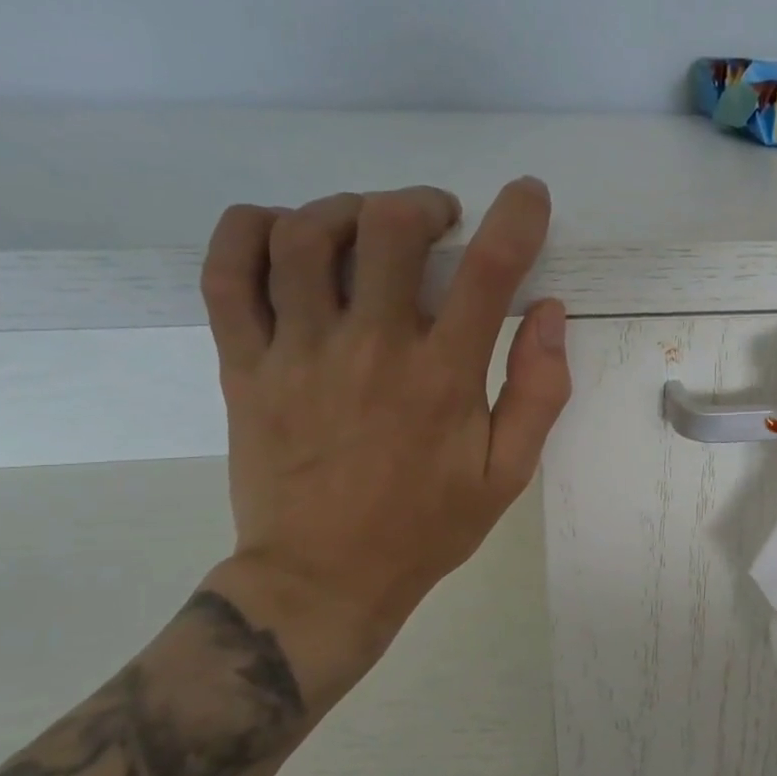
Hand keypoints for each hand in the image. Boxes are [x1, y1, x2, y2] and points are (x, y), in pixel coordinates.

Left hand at [196, 179, 570, 701]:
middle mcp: (369, 349)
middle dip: (423, 203)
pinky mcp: (242, 366)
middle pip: (388, 227)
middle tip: (439, 222)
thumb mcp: (507, 474)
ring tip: (368, 226)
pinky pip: (226, 274)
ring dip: (346, 209)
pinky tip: (280, 231)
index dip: (516, 218)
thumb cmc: (425, 528)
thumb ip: (537, 392)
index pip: (487, 271)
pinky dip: (248, 231)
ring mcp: (296, 353)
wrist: (323, 579)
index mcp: (440, 378)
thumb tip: (549, 313)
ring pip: (305, 235)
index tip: (527, 196)